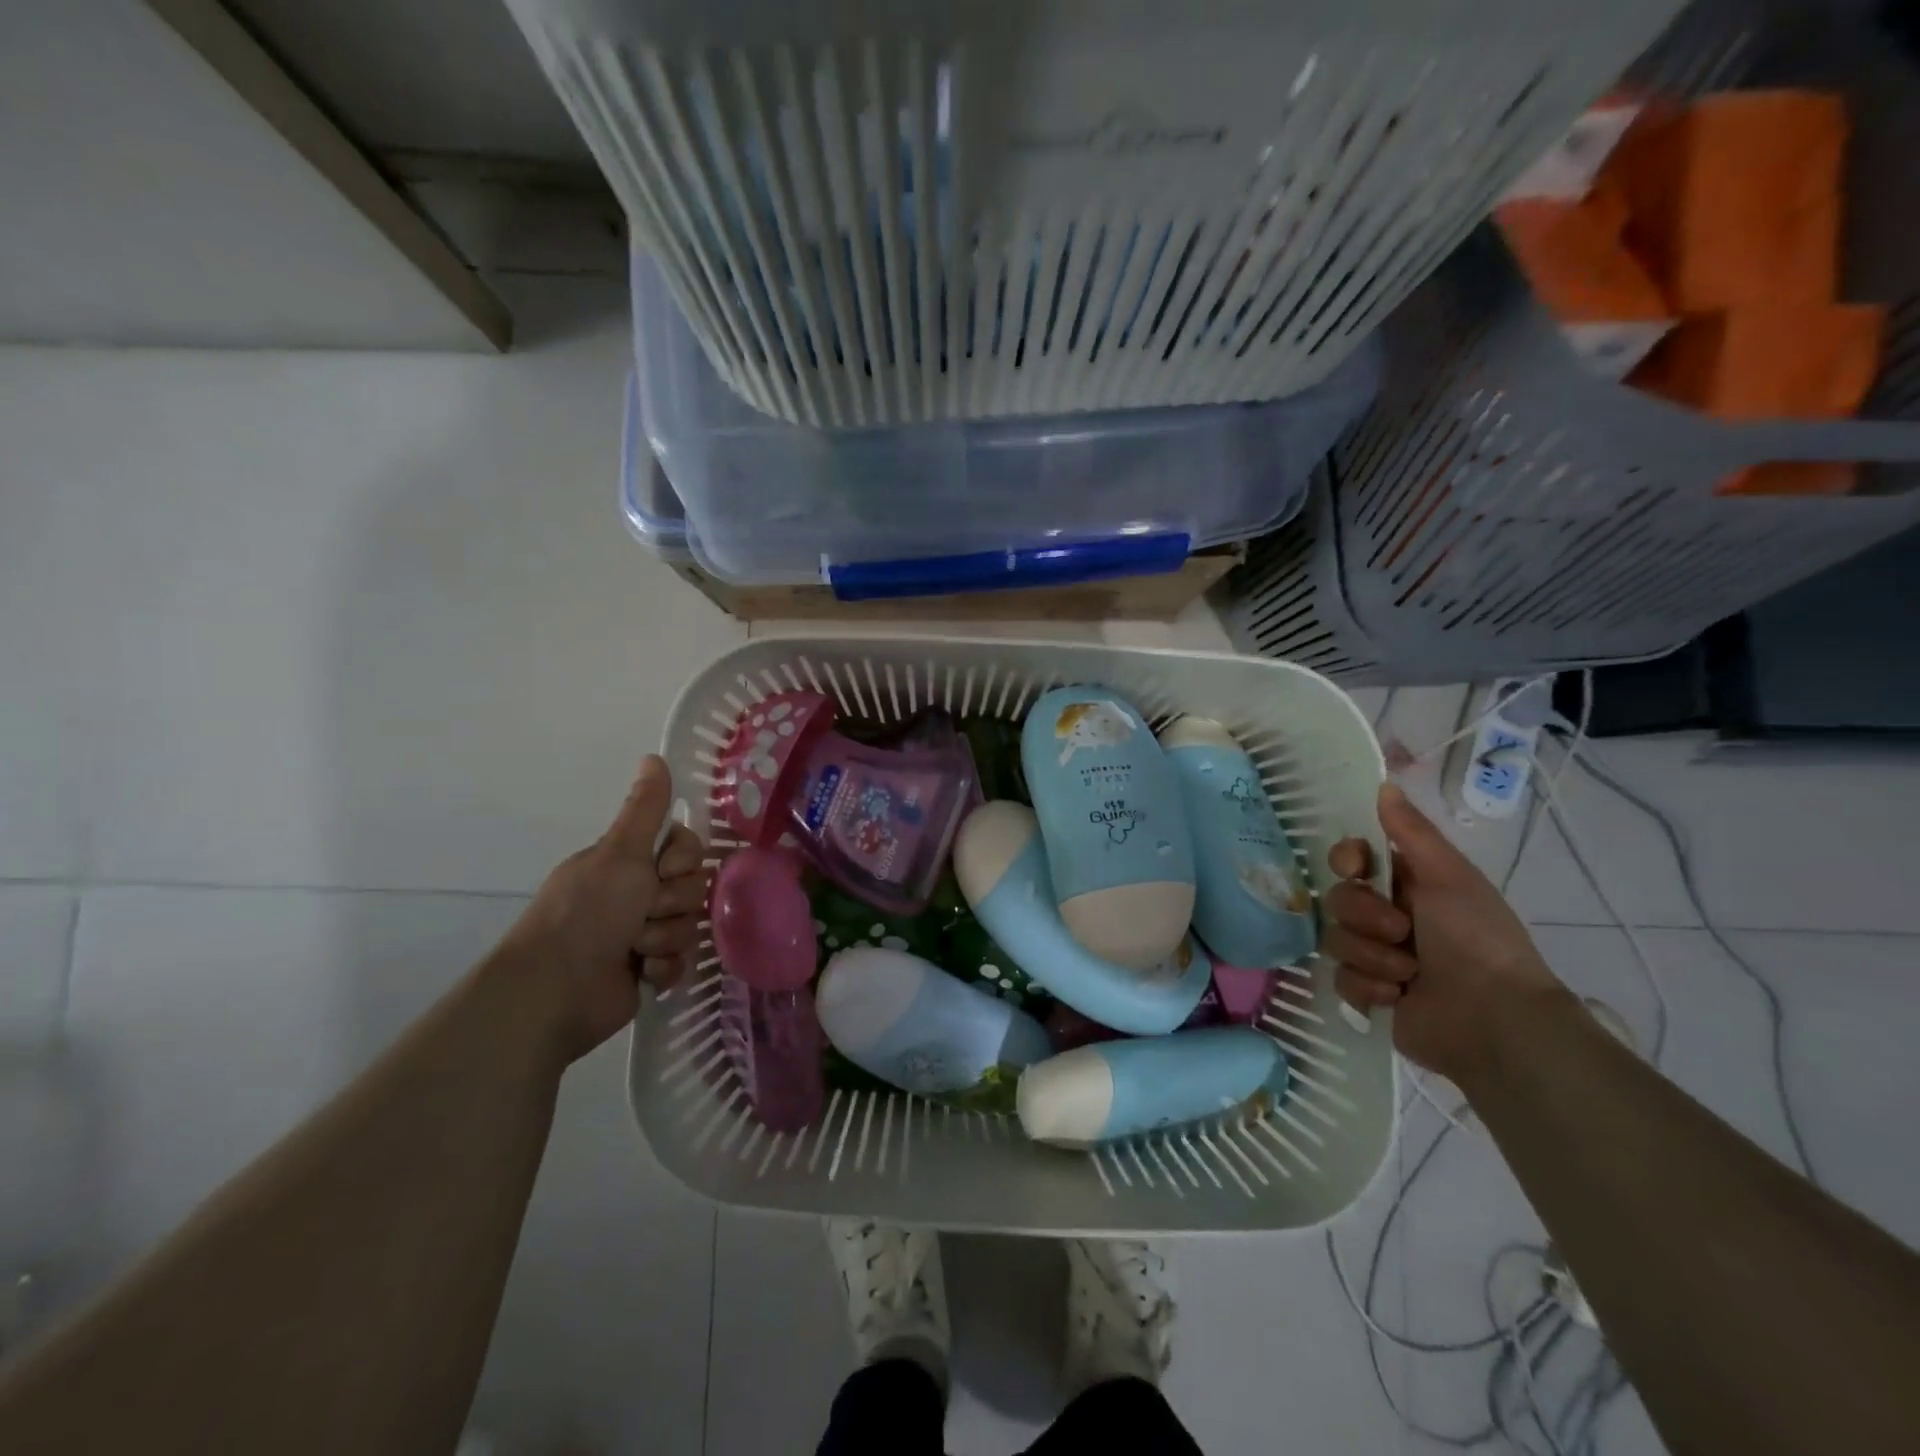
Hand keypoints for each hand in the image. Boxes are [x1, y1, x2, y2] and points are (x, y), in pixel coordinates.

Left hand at [495, 756, 708, 1063]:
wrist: (558, 989)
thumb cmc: (588, 912)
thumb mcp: (619, 852)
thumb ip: (645, 808)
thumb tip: (655, 755)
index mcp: (629, 864)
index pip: (687, 849)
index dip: (683, 860)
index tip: (661, 871)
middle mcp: (638, 895)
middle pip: (694, 888)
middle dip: (672, 905)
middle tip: (642, 914)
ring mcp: (644, 934)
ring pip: (690, 926)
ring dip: (665, 938)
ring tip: (634, 950)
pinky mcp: (650, 971)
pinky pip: (683, 961)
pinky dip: (664, 968)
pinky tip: (642, 973)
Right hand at [1325, 782, 1564, 1083]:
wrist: (1494, 1020)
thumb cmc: (1476, 938)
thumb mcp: (1449, 876)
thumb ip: (1411, 832)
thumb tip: (1384, 784)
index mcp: (1406, 886)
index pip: (1350, 860)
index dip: (1345, 861)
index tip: (1356, 869)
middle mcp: (1387, 917)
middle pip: (1338, 900)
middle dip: (1365, 917)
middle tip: (1401, 932)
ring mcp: (1376, 958)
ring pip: (1336, 941)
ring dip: (1373, 957)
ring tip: (1408, 974)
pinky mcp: (1368, 995)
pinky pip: (1341, 980)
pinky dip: (1369, 989)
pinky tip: (1397, 998)